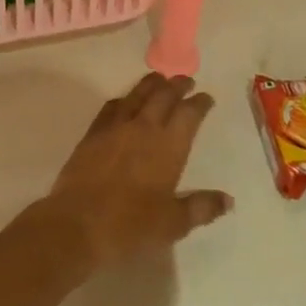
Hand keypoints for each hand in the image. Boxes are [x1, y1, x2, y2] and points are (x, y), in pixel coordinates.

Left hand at [33, 73, 232, 269]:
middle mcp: (144, 128)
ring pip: (137, 94)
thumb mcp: (173, 224)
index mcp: (168, 146)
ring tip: (159, 79)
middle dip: (177, 85)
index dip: (200, 103)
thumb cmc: (130, 226)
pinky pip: (112, 107)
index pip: (189, 114)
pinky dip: (123, 99)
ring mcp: (115, 127)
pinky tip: (124, 102)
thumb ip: (201, 207)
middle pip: (164, 95)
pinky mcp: (93, 134)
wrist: (77, 224)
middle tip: (186, 80)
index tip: (206, 98)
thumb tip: (228, 200)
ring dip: (151, 84)